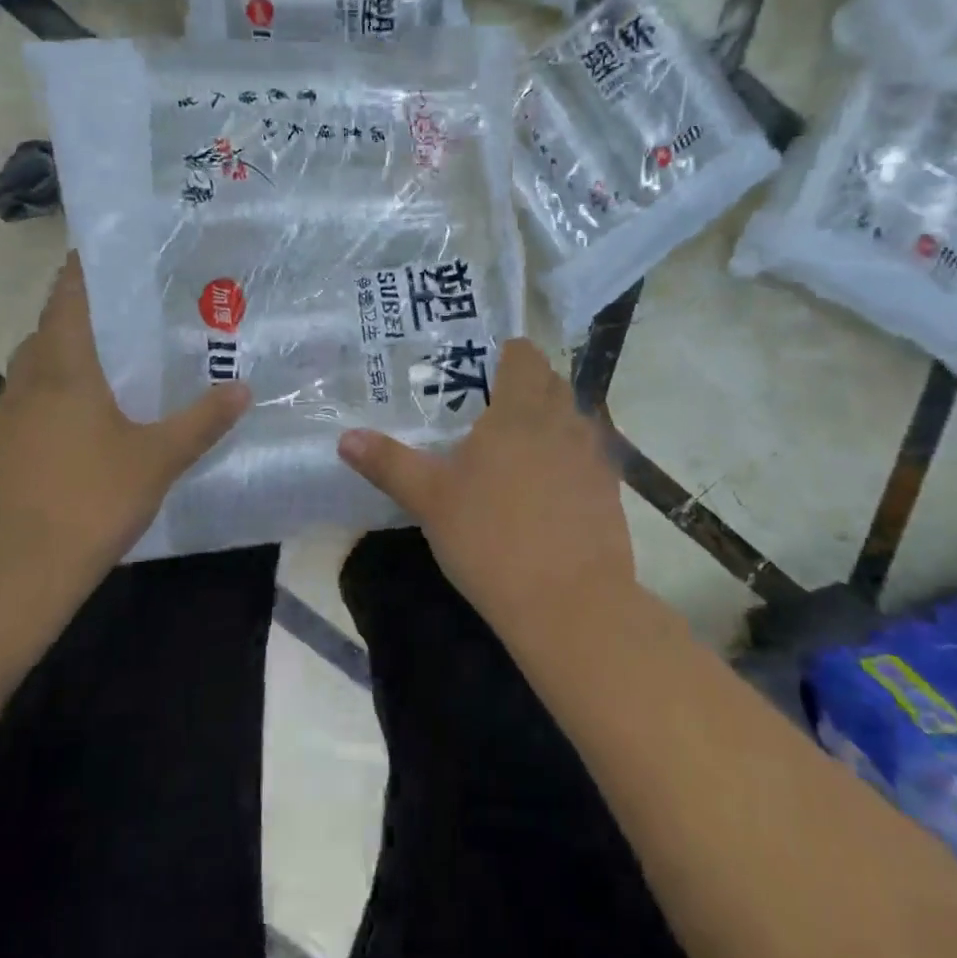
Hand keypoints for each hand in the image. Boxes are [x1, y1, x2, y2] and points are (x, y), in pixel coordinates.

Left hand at [0, 255, 249, 591]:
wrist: (15, 571)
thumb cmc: (90, 499)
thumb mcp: (159, 457)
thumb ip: (203, 420)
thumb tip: (243, 388)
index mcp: (63, 367)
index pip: (69, 296)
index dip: (85, 267)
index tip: (113, 250)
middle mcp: (30, 379)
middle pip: (53, 326)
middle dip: (87, 309)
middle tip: (135, 304)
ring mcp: (10, 413)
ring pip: (41, 362)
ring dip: (72, 349)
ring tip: (120, 352)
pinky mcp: (5, 445)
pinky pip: (35, 394)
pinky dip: (62, 385)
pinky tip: (94, 409)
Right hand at [336, 339, 635, 644]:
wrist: (570, 603)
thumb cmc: (490, 538)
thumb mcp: (430, 500)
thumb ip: (389, 463)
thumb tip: (345, 438)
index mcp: (519, 411)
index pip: (525, 356)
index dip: (509, 354)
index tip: (487, 368)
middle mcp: (563, 421)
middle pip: (553, 383)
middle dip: (529, 386)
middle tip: (494, 409)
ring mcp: (593, 457)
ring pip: (574, 419)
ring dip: (552, 421)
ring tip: (521, 449)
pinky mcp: (611, 491)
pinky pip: (590, 456)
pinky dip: (571, 458)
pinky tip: (549, 490)